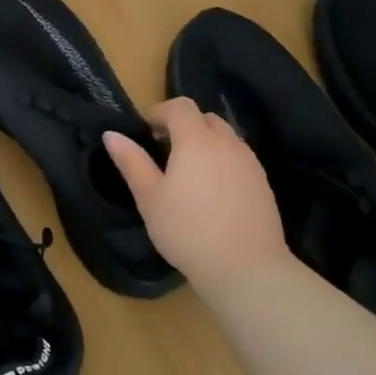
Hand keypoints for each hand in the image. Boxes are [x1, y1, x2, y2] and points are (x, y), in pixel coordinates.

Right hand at [104, 97, 292, 286]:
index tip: (144, 131)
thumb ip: (131, 161)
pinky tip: (211, 191)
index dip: (159, 112)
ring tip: (187, 171)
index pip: (179, 106)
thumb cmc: (187, 230)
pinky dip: (221, 161)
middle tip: (163, 150)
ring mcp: (249, 162)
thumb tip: (112, 134)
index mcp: (196, 140)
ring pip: (225, 137)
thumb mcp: (149, 197)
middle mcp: (227, 143)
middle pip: (204, 118)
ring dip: (204, 142)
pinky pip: (238, 158)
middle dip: (182, 125)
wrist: (245, 267)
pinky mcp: (263, 183)